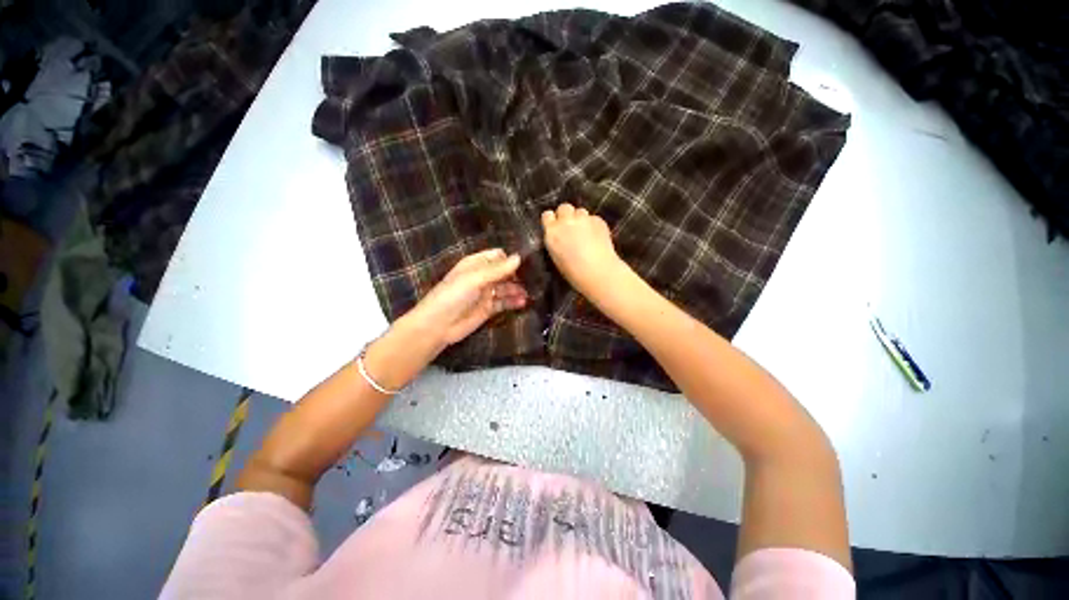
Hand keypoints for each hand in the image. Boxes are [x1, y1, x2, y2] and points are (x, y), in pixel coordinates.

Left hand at [404, 248, 527, 347]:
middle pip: (505, 272)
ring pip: (506, 288)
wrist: (438, 325)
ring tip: (531, 292)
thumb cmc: (453, 296)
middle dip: (518, 274)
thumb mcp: (474, 279)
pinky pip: (504, 302)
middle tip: (536, 278)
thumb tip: (519, 257)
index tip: (528, 262)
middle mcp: (482, 277)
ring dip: (518, 289)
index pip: (498, 256)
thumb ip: (497, 270)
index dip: (511, 258)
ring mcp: (486, 293)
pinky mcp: (489, 308)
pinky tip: (523, 302)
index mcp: (476, 264)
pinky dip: (514, 302)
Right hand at [542, 203, 625, 298]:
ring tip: (586, 232)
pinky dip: (594, 225)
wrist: (598, 272)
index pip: (547, 215)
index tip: (555, 226)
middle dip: (567, 215)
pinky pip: (594, 218)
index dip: (552, 220)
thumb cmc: (574, 272)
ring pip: (580, 211)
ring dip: (581, 219)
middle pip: (564, 207)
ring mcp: (583, 219)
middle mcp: (565, 222)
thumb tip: (559, 238)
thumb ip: (556, 242)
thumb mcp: (556, 257)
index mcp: (552, 233)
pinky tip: (597, 237)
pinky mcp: (598, 220)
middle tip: (571, 227)